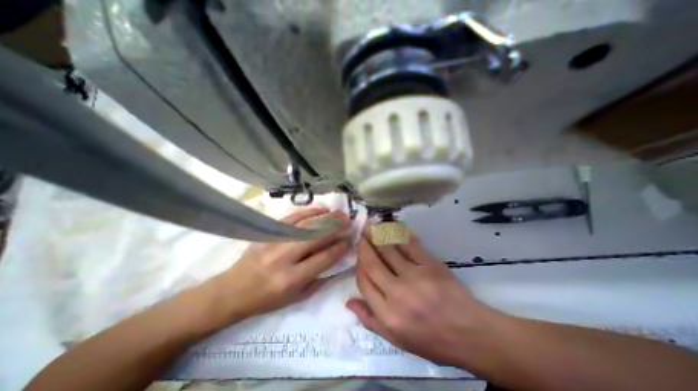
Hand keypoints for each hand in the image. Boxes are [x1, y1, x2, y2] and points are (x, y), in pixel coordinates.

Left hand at [213, 208, 351, 320]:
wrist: (232, 290)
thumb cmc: (267, 299)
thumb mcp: (296, 298)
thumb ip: (319, 279)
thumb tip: (337, 260)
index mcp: (291, 278)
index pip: (323, 258)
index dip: (339, 248)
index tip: (350, 240)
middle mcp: (284, 257)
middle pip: (316, 237)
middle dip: (336, 228)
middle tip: (349, 222)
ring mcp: (275, 241)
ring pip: (306, 225)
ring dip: (326, 217)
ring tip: (340, 213)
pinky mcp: (268, 232)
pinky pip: (292, 217)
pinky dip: (309, 212)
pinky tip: (321, 209)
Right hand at [347, 232, 501, 366]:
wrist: (471, 334)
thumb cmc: (432, 340)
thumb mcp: (397, 340)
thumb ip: (370, 320)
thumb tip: (349, 301)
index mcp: (388, 315)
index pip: (364, 282)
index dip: (359, 266)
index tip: (359, 257)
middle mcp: (398, 294)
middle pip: (372, 263)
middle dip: (363, 245)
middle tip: (360, 234)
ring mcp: (415, 276)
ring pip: (388, 250)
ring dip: (377, 235)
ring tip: (371, 226)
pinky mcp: (431, 265)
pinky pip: (410, 244)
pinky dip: (400, 233)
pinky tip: (393, 226)